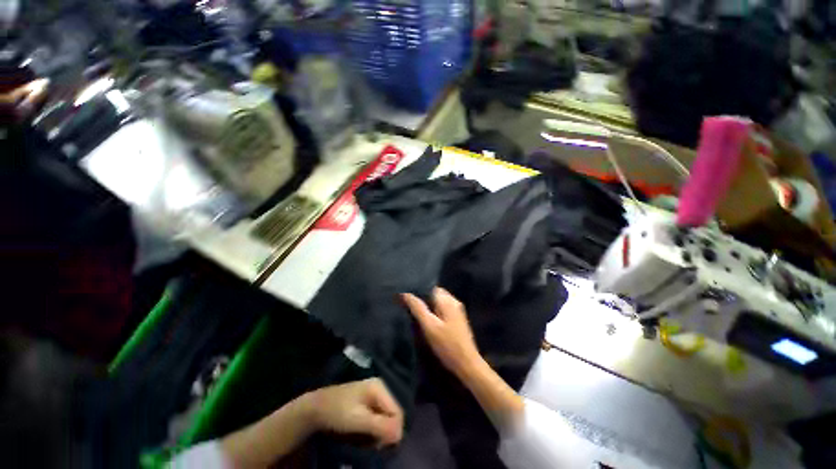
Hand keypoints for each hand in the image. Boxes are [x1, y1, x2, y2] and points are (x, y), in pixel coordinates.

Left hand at [303, 378, 403, 446]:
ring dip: (378, 433)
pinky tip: (362, 434)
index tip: (378, 445)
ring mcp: (373, 395)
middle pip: (392, 415)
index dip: (392, 430)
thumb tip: (400, 435)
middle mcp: (379, 388)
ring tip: (364, 439)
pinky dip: (372, 429)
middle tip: (370, 443)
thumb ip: (380, 426)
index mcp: (379, 387)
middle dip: (384, 432)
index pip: (397, 412)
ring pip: (385, 419)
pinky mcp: (366, 402)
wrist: (314, 408)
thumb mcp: (359, 420)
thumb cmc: (337, 412)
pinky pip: (377, 418)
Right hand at [402, 288, 481, 377]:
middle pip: (435, 293)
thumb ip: (418, 308)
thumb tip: (405, 293)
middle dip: (423, 297)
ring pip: (439, 301)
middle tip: (409, 304)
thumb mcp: (429, 327)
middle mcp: (454, 301)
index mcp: (447, 300)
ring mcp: (457, 310)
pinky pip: (443, 308)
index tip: (406, 295)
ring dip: (428, 304)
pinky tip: (427, 318)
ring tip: (415, 311)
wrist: (467, 364)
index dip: (418, 290)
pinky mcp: (458, 318)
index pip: (430, 287)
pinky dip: (434, 310)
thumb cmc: (447, 345)